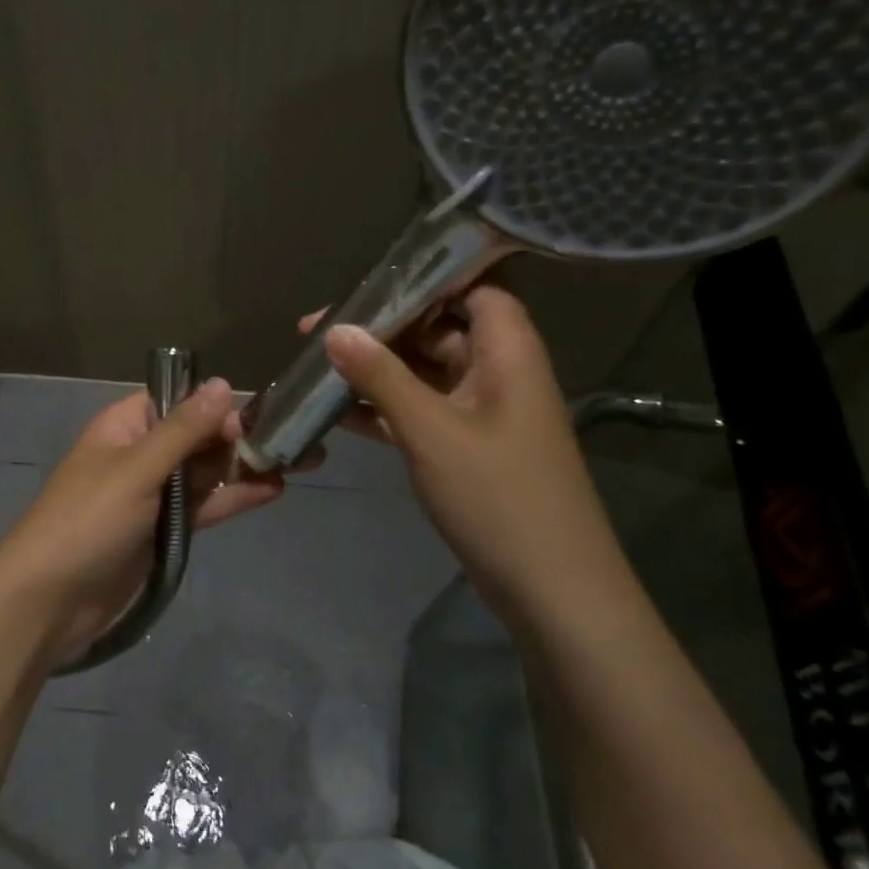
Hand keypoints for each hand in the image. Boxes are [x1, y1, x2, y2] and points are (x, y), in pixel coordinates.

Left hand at [0, 377, 284, 668]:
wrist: (48, 602)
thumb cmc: (87, 521)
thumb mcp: (136, 469)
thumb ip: (183, 430)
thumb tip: (221, 383)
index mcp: (125, 426)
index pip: (180, 403)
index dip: (219, 407)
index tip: (263, 416)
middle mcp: (141, 453)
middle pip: (199, 437)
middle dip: (244, 437)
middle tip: (301, 440)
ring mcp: (153, 494)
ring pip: (206, 471)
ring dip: (247, 467)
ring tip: (302, 462)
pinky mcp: (164, 531)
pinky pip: (204, 505)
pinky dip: (233, 497)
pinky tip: (273, 490)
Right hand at [309, 286, 624, 610]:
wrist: (552, 592)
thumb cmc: (499, 497)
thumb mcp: (431, 431)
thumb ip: (381, 376)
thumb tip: (334, 330)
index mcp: (507, 353)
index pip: (474, 288)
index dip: (426, 277)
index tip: (368, 280)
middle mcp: (498, 373)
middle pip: (438, 329)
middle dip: (380, 328)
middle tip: (318, 329)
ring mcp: (482, 413)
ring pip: (423, 373)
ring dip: (375, 370)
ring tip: (316, 365)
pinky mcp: (467, 448)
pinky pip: (420, 411)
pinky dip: (383, 409)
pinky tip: (336, 412)